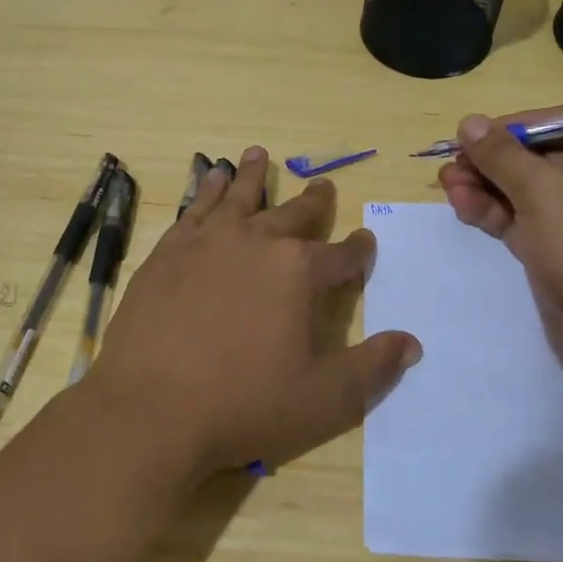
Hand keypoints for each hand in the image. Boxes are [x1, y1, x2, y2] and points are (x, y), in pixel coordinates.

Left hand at [86, 147, 421, 480]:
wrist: (151, 407)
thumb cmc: (244, 404)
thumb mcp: (324, 398)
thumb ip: (372, 368)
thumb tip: (411, 343)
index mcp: (298, 271)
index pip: (341, 255)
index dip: (358, 250)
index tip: (366, 242)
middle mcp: (256, 242)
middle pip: (293, 214)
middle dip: (313, 202)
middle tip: (324, 185)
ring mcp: (208, 242)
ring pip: (238, 196)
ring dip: (252, 175)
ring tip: (257, 154)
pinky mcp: (169, 251)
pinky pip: (195, 208)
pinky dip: (206, 190)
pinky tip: (208, 181)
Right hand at [436, 107, 562, 399]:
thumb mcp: (544, 194)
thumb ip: (503, 156)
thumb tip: (469, 122)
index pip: (561, 120)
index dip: (518, 123)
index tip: (479, 133)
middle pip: (534, 155)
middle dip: (490, 159)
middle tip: (451, 163)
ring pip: (519, 189)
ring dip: (483, 184)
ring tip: (446, 184)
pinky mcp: (552, 249)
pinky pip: (517, 219)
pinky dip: (490, 211)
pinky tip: (460, 206)